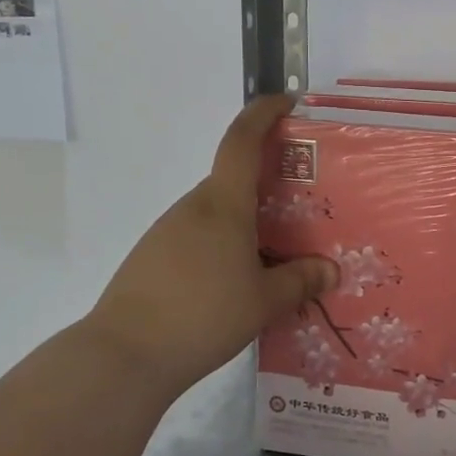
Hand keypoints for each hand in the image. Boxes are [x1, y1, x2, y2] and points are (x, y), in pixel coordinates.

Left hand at [85, 97, 336, 397]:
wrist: (125, 355)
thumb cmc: (203, 315)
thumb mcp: (264, 301)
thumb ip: (300, 281)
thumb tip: (330, 270)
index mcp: (223, 205)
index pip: (241, 140)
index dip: (263, 113)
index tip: (288, 101)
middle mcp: (193, 208)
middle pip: (233, 178)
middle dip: (268, 182)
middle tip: (304, 205)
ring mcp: (168, 232)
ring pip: (217, 211)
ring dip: (247, 219)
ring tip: (278, 252)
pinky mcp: (153, 257)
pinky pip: (199, 236)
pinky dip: (224, 244)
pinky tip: (238, 280)